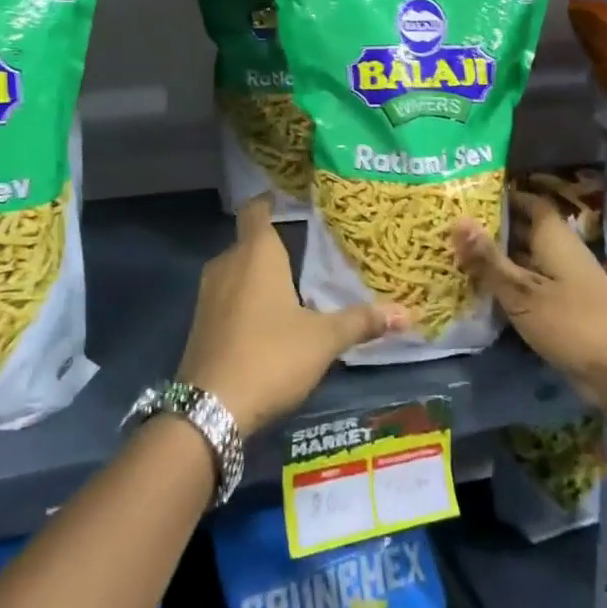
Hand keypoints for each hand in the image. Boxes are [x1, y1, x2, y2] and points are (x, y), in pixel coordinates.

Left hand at [178, 197, 403, 434]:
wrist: (211, 408)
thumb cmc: (271, 356)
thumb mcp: (323, 339)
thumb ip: (361, 321)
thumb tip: (406, 313)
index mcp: (256, 253)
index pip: (256, 209)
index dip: (270, 200)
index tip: (290, 199)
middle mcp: (227, 263)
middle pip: (249, 241)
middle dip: (274, 243)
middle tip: (308, 247)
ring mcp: (208, 293)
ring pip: (237, 269)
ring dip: (259, 273)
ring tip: (292, 282)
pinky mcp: (200, 322)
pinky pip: (227, 295)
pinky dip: (245, 297)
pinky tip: (267, 318)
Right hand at [452, 192, 606, 425]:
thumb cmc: (572, 323)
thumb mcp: (522, 292)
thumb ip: (488, 259)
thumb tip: (456, 219)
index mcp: (554, 238)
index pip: (529, 202)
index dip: (503, 196)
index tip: (469, 196)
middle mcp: (561, 253)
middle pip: (525, 230)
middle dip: (492, 228)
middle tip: (451, 227)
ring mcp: (565, 282)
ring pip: (526, 260)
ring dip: (498, 259)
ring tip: (456, 256)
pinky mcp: (565, 309)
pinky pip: (531, 287)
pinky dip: (509, 286)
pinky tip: (481, 293)